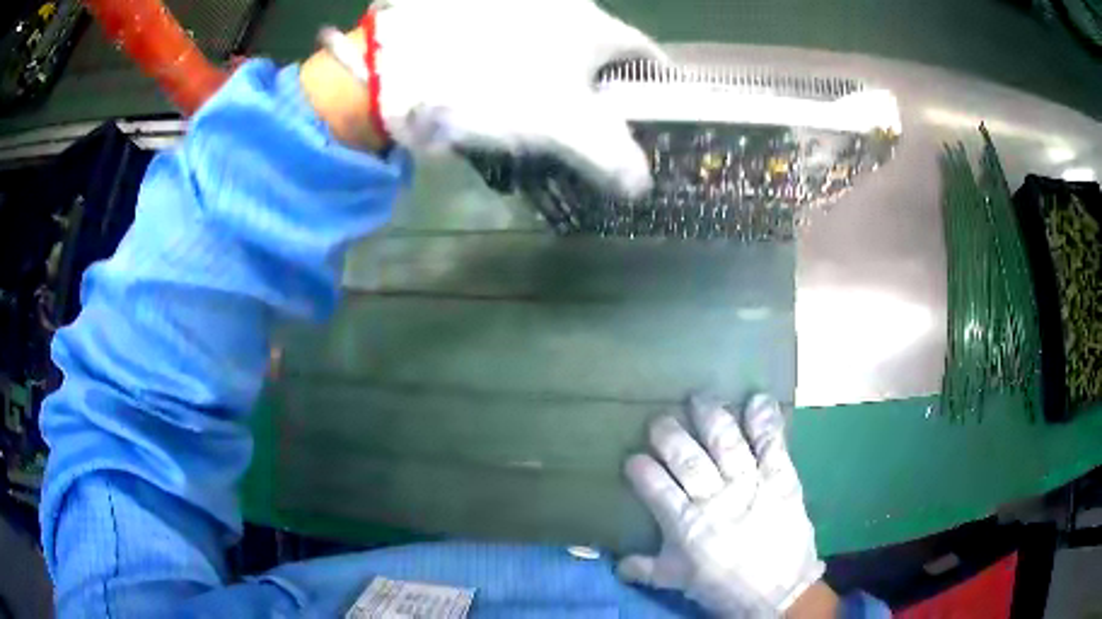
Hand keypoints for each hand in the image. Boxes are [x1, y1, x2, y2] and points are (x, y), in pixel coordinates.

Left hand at [364, 0, 661, 195]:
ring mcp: (519, 7)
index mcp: (593, 25)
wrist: (400, 64)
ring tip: (546, 110)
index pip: (645, 53)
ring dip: (561, 74)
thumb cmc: (494, 88)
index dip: (655, 84)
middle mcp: (564, 4)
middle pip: (600, 47)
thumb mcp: (564, 128)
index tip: (655, 111)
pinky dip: (523, 65)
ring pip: (557, 43)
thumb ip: (613, 157)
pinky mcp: (480, 15)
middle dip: (605, 83)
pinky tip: (505, 88)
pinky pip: (517, 42)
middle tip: (597, 121)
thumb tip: (642, 184)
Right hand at [621, 395, 827, 616]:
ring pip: (726, 444)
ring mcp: (751, 485)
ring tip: (699, 398)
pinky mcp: (781, 479)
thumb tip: (615, 563)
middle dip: (669, 435)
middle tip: (660, 421)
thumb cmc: (724, 587)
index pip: (655, 488)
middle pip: (687, 459)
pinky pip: (772, 445)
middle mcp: (715, 498)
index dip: (641, 470)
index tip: (633, 458)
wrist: (778, 592)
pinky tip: (757, 400)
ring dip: (711, 418)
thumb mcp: (678, 582)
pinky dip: (765, 422)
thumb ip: (646, 569)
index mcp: (685, 525)